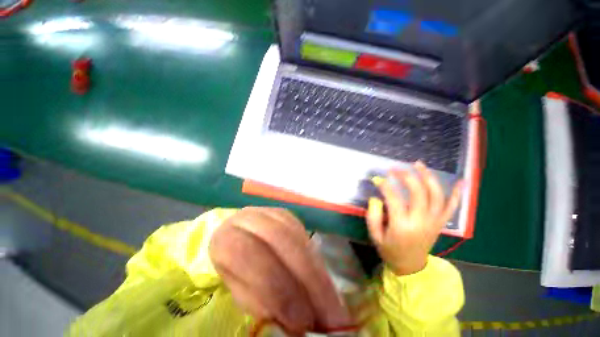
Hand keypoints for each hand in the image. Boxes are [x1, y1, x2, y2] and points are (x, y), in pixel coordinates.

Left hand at [209, 207, 350, 334]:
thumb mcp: (239, 290)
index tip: (300, 322)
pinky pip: (304, 235)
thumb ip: (262, 300)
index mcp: (227, 238)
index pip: (250, 256)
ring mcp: (272, 213)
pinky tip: (324, 280)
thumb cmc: (235, 269)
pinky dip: (316, 260)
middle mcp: (251, 218)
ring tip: (334, 304)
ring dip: (318, 271)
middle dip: (307, 278)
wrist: (239, 237)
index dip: (277, 288)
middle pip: (281, 240)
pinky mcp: (287, 215)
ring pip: (297, 236)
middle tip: (330, 316)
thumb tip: (297, 321)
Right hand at [366, 161, 462, 275]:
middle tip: (395, 169)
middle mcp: (421, 221)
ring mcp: (434, 221)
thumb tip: (375, 198)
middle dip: (406, 176)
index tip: (377, 178)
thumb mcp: (375, 236)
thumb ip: (373, 216)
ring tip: (418, 164)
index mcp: (402, 226)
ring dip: (428, 177)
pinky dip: (457, 194)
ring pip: (436, 195)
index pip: (394, 199)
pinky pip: (451, 207)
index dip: (385, 185)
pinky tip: (460, 182)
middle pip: (418, 193)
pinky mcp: (441, 223)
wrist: (411, 266)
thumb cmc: (390, 250)